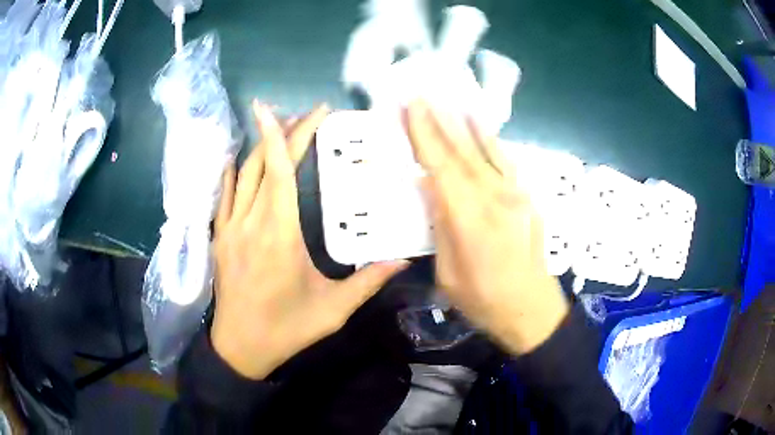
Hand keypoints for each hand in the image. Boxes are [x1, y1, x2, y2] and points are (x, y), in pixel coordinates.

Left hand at [211, 101, 407, 379]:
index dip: (286, 135)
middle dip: (283, 132)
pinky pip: (225, 193)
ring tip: (282, 129)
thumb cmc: (286, 329)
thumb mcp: (333, 310)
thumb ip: (369, 281)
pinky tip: (243, 158)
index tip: (301, 110)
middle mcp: (250, 222)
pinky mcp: (220, 236)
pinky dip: (235, 170)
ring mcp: (230, 227)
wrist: (239, 346)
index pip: (278, 171)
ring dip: (261, 146)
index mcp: (279, 234)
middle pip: (263, 164)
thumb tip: (404, 260)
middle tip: (307, 115)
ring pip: (242, 173)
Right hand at [406, 100, 569, 354]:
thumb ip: (440, 226)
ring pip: (485, 150)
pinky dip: (491, 139)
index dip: (424, 134)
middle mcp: (494, 199)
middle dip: (439, 120)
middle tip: (422, 94)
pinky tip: (481, 125)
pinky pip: (505, 161)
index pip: (441, 166)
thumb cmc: (484, 301)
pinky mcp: (527, 198)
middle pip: (461, 151)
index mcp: (469, 220)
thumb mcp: (448, 273)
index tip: (411, 107)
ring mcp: (515, 195)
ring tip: (448, 99)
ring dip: (464, 122)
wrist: (532, 310)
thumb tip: (430, 189)